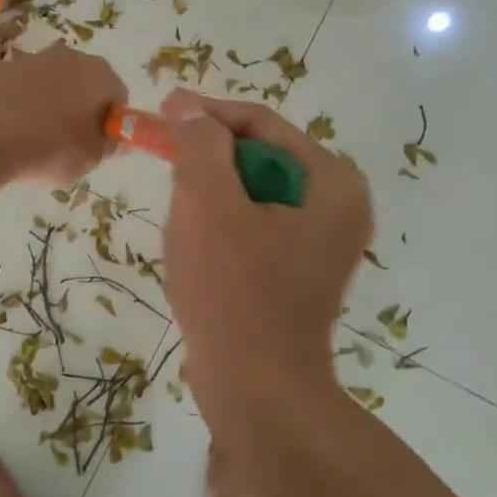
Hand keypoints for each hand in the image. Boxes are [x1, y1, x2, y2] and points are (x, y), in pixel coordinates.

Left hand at [0, 42, 125, 187]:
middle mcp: (69, 57)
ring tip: (36, 137)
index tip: (98, 144)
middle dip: (81, 108)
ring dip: (50, 102)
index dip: (111, 122)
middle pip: (84, 84)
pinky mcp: (3, 69)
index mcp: (99, 74)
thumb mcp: (90, 158)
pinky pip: (19, 86)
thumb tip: (120, 140)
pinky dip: (18, 100)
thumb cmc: (51, 147)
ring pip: (51, 83)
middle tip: (70, 143)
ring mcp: (33, 59)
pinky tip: (9, 123)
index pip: (117, 96)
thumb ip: (110, 146)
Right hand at [160, 91, 373, 418]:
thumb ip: (200, 144)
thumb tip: (188, 107)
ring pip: (250, 193)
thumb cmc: (233, 290)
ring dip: (209, 197)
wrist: (256, 389)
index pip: (261, 124)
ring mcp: (320, 242)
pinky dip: (220, 227)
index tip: (159, 113)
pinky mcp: (297, 271)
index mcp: (331, 182)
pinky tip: (199, 253)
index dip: (207, 114)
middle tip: (166, 170)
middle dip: (207, 162)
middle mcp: (336, 206)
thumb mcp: (208, 203)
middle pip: (258, 157)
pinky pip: (253, 226)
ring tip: (181, 221)